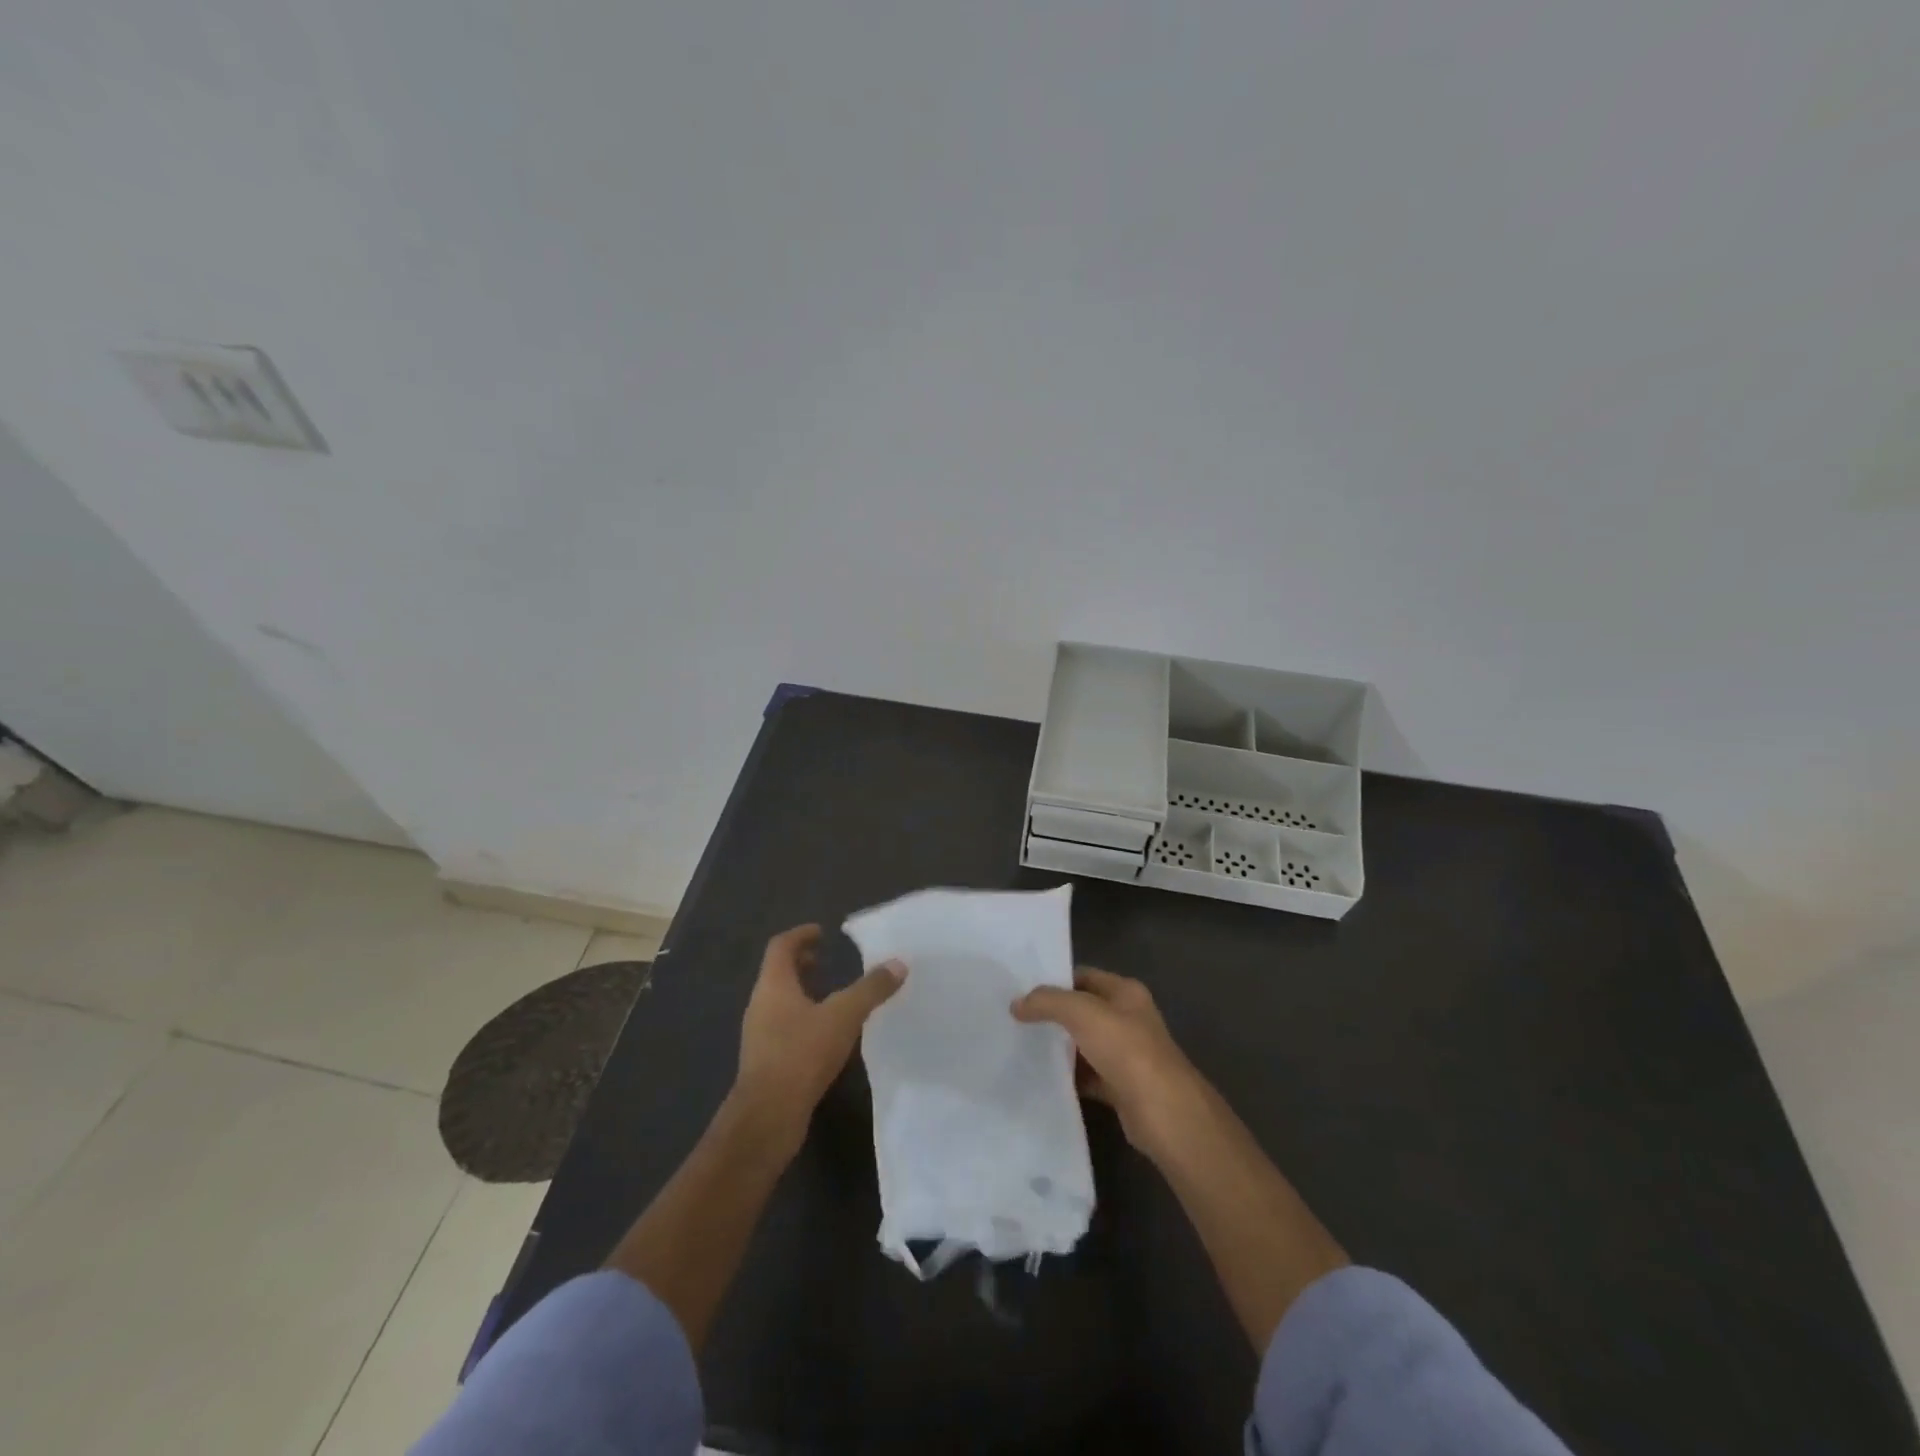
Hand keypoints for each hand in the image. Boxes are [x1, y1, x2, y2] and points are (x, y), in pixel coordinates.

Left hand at [733, 924, 904, 1154]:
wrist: (767, 1116)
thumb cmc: (801, 1054)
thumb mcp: (844, 1016)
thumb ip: (871, 988)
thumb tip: (898, 963)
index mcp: (774, 985)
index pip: (781, 946)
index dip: (800, 935)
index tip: (821, 932)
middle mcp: (761, 1004)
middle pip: (778, 973)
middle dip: (801, 963)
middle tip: (826, 960)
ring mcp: (759, 1035)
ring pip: (780, 1002)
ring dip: (802, 992)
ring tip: (831, 995)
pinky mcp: (765, 1061)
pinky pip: (783, 1027)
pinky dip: (803, 1018)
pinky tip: (826, 1034)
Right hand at [1012, 967, 1208, 1162]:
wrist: (1164, 1112)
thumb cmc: (1126, 1050)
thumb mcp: (1082, 1013)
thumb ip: (1048, 1002)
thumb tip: (1016, 1004)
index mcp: (1125, 993)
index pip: (1083, 976)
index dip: (1054, 980)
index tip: (1021, 989)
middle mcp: (1128, 1019)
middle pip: (1082, 1010)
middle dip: (1052, 1014)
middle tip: (1015, 1018)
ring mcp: (1126, 1055)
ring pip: (1083, 1044)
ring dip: (1058, 1047)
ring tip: (1020, 1046)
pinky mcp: (1120, 1087)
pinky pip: (1087, 1076)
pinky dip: (1068, 1077)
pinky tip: (1042, 1079)